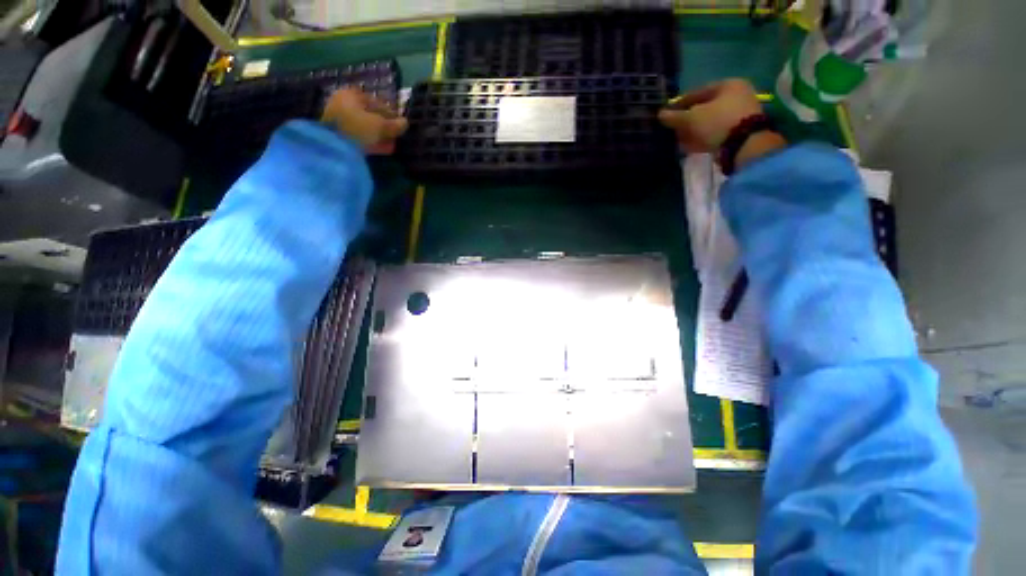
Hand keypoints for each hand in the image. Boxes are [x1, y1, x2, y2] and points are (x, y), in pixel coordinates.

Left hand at [322, 88, 407, 154]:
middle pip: (369, 114)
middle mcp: (343, 102)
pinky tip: (381, 148)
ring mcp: (338, 118)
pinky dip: (370, 140)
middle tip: (395, 136)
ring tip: (390, 144)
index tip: (399, 124)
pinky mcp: (338, 134)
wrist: (333, 147)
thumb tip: (405, 123)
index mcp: (351, 94)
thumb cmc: (358, 129)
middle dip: (383, 126)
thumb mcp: (380, 126)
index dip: (390, 113)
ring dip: (378, 135)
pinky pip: (359, 135)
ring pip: (364, 126)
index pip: (376, 101)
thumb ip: (394, 125)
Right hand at [658, 79, 764, 152]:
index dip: (680, 103)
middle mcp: (736, 96)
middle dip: (687, 120)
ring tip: (678, 141)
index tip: (668, 114)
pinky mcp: (738, 132)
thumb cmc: (717, 122)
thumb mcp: (691, 118)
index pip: (698, 92)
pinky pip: (715, 133)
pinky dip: (702, 139)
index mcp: (728, 85)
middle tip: (673, 129)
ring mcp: (739, 115)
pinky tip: (689, 147)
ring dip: (693, 132)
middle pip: (704, 108)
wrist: (744, 144)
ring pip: (708, 122)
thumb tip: (660, 114)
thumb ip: (675, 116)